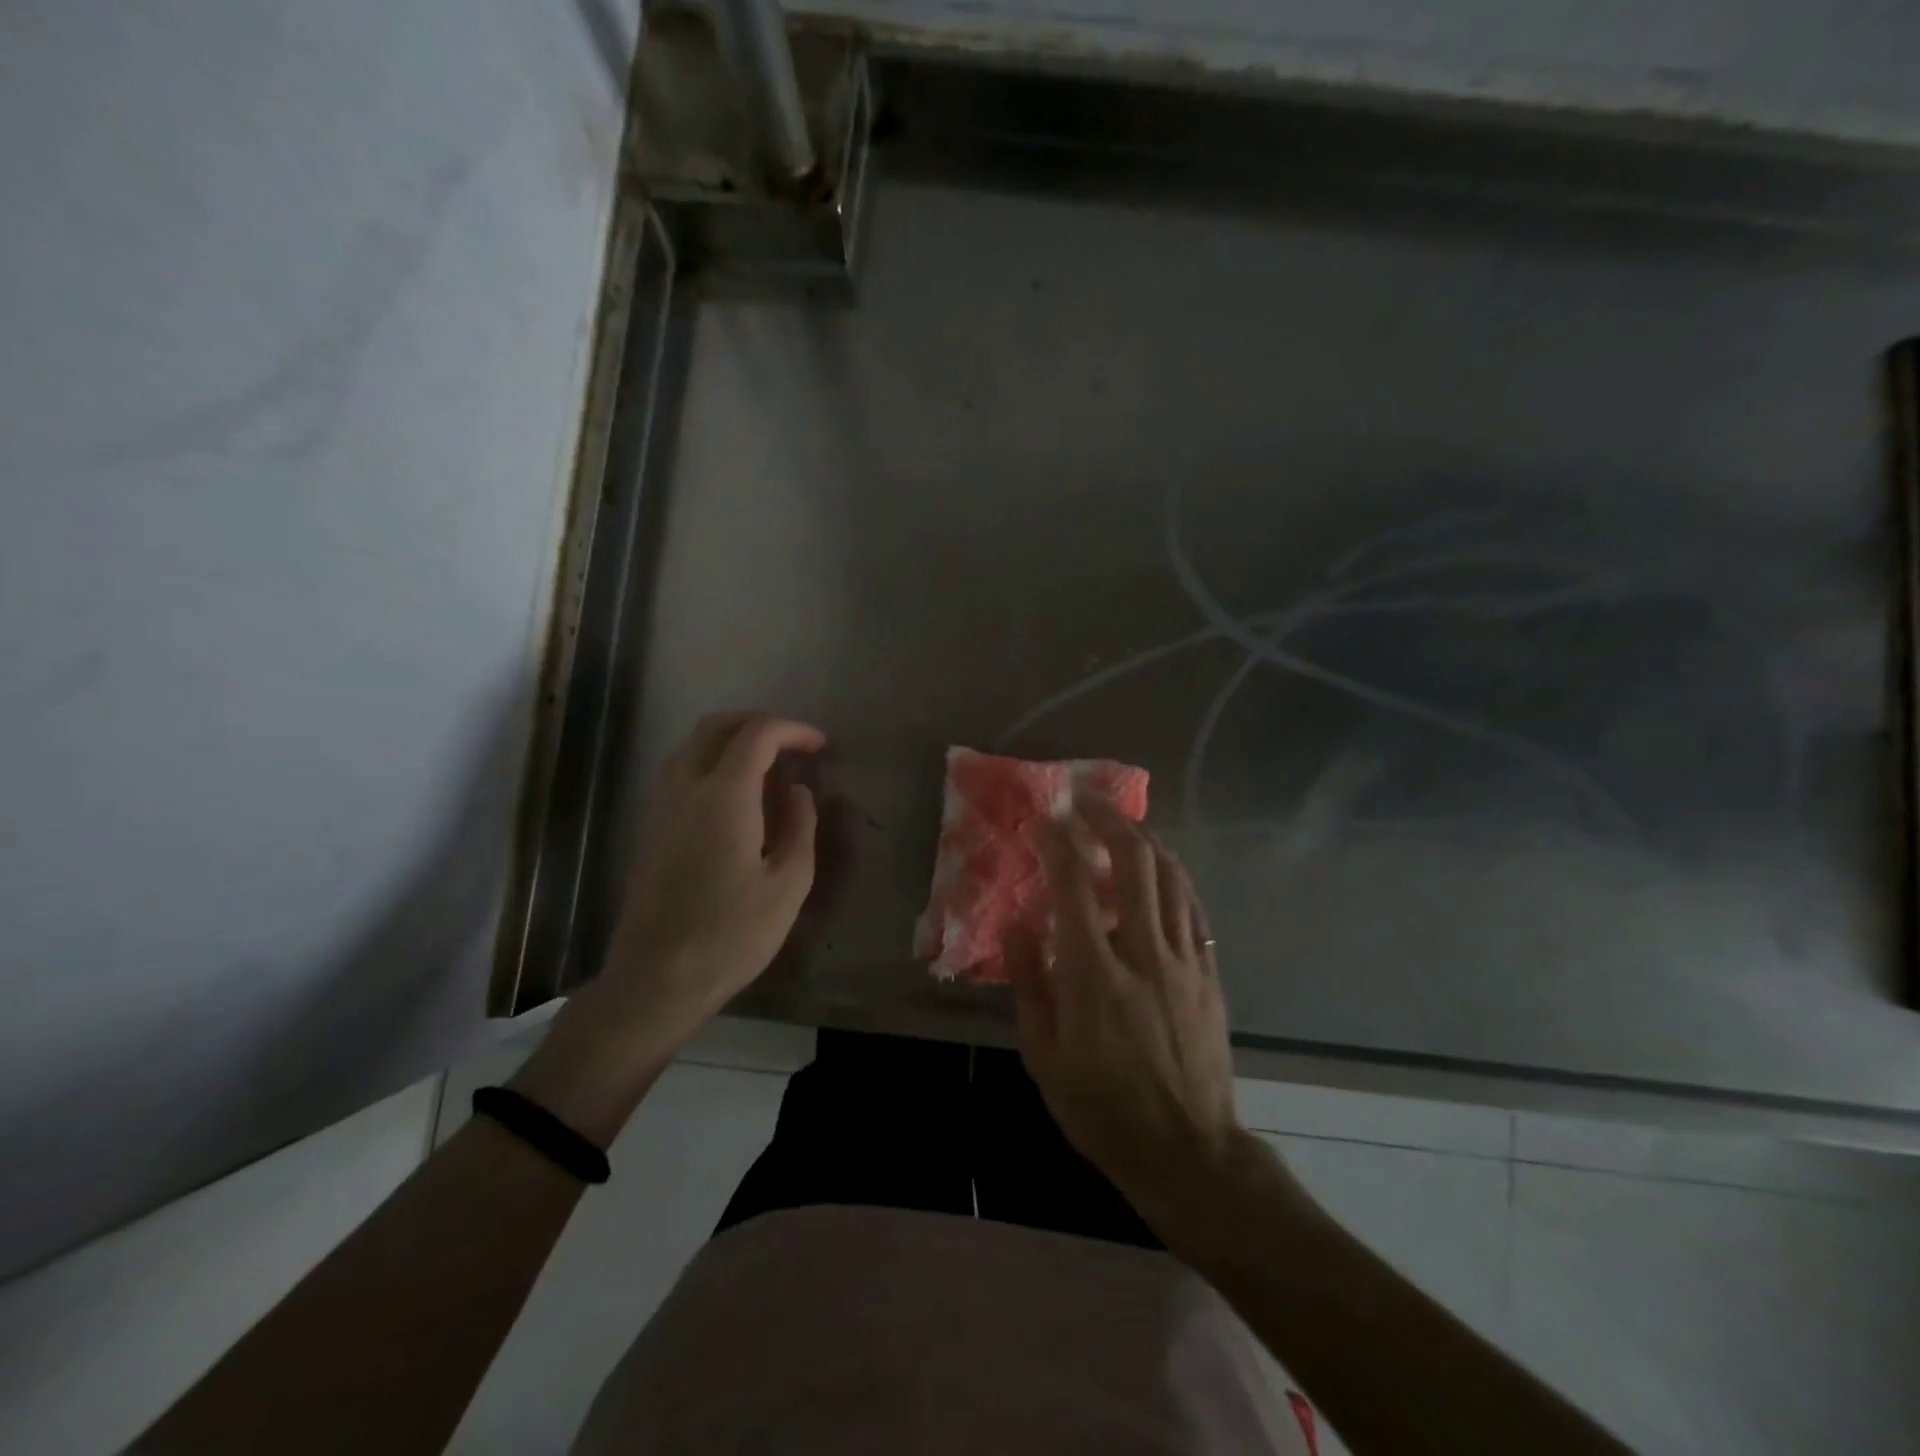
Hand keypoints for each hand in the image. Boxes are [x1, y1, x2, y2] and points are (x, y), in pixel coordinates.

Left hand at [517, 712, 823, 1140]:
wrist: (656, 979)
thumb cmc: (731, 934)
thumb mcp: (788, 884)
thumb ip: (800, 826)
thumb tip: (798, 791)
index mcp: (723, 796)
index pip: (757, 735)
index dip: (792, 730)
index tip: (820, 746)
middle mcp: (685, 788)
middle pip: (715, 727)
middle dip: (756, 722)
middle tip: (791, 743)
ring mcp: (661, 808)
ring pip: (691, 746)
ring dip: (730, 740)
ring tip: (767, 766)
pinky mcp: (651, 829)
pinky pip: (680, 772)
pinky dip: (711, 762)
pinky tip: (736, 797)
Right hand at [1007, 799, 1247, 1224]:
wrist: (1189, 1152)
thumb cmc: (1104, 1110)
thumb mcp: (1044, 1057)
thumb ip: (1029, 984)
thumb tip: (1016, 926)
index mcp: (1094, 975)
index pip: (1072, 886)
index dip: (1056, 843)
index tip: (1041, 820)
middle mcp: (1143, 952)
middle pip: (1133, 862)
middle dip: (1108, 819)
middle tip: (1085, 800)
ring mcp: (1184, 960)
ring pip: (1170, 875)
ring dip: (1144, 837)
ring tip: (1120, 820)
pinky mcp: (1209, 973)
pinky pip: (1193, 907)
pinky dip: (1173, 875)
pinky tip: (1159, 866)